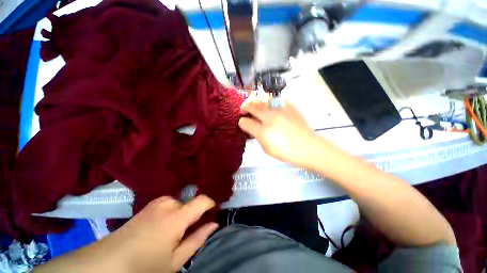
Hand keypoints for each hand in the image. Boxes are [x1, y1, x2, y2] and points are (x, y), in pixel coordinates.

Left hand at [111, 195, 217, 271]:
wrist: (106, 262)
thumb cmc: (143, 266)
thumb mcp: (175, 261)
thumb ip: (197, 239)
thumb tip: (214, 224)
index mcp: (176, 216)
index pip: (203, 200)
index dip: (211, 205)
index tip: (213, 214)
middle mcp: (168, 203)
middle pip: (191, 203)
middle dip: (194, 215)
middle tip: (189, 232)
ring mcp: (157, 202)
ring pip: (180, 204)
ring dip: (182, 214)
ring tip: (174, 232)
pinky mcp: (149, 204)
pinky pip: (169, 204)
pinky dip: (173, 212)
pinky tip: (162, 228)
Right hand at [239, 94, 315, 166]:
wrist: (307, 147)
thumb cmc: (285, 151)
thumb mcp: (266, 148)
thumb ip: (257, 136)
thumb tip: (252, 128)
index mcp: (262, 131)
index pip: (245, 122)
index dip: (241, 122)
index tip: (242, 122)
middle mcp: (269, 117)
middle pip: (252, 105)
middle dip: (245, 106)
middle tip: (244, 109)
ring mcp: (279, 110)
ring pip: (262, 98)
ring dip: (256, 100)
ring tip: (255, 104)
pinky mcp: (289, 106)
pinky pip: (276, 98)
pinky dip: (270, 101)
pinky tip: (270, 105)